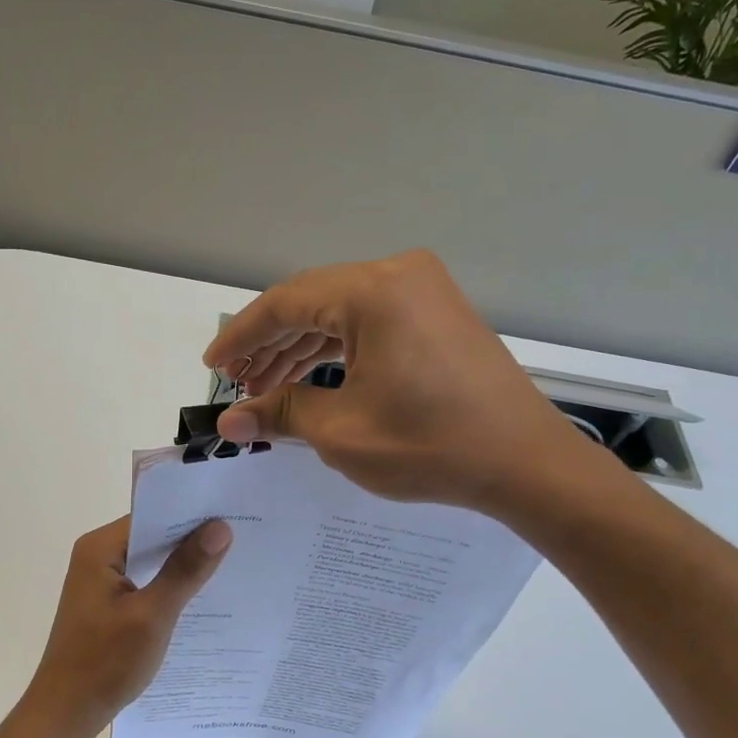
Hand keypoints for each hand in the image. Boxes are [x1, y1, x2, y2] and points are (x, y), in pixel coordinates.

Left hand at [24, 515, 231, 731]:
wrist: (66, 713)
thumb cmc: (105, 662)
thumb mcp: (153, 615)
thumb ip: (185, 570)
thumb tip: (220, 528)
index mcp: (99, 549)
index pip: (153, 516)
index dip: (192, 514)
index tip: (233, 513)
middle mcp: (97, 556)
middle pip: (152, 536)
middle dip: (192, 539)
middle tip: (241, 537)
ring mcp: (100, 581)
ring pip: (151, 561)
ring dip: (182, 564)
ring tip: (232, 561)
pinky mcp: (107, 603)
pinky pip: (145, 582)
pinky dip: (169, 586)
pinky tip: (202, 595)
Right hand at [204, 250, 614, 518]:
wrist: (524, 463)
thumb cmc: (429, 445)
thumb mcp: (341, 432)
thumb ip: (280, 414)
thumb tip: (230, 422)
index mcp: (373, 291)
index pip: (285, 304)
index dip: (241, 336)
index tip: (212, 366)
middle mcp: (398, 275)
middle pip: (312, 301)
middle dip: (270, 344)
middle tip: (239, 383)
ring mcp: (424, 292)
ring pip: (340, 312)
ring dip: (301, 347)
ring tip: (267, 387)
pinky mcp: (438, 314)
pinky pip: (371, 323)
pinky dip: (338, 349)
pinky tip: (313, 379)